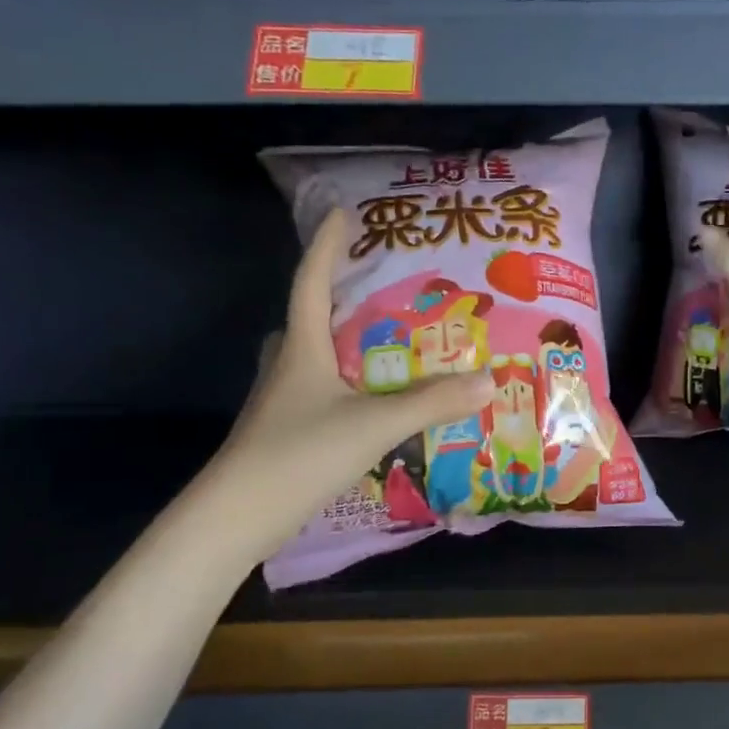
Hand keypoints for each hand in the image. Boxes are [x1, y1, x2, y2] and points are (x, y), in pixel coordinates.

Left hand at [211, 208, 492, 558]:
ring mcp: (281, 401)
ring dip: (338, 343)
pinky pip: (318, 390)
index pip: (312, 282)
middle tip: (375, 290)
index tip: (340, 212)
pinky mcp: (285, 430)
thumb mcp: (375, 424)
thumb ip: (432, 402)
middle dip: (335, 297)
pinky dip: (343, 382)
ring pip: (309, 356)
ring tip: (382, 343)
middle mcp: (286, 365)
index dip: (326, 246)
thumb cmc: (300, 453)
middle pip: (306, 318)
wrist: (238, 516)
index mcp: (302, 348)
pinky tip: (370, 399)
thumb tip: (490, 379)